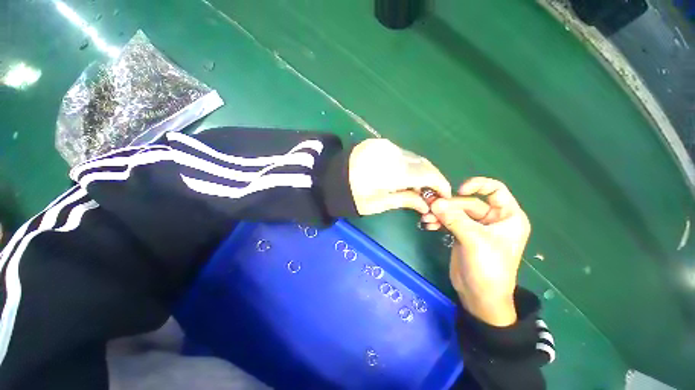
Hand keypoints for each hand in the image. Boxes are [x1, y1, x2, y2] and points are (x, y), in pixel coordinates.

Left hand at [349, 139, 451, 214]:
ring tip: (417, 186)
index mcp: (392, 171)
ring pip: (413, 157)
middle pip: (422, 163)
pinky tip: (404, 174)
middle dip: (431, 178)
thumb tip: (426, 205)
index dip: (440, 184)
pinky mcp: (379, 143)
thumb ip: (405, 200)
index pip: (426, 174)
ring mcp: (385, 145)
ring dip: (420, 170)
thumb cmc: (353, 196)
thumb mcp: (379, 203)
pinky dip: (408, 164)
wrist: (330, 179)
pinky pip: (401, 153)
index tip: (445, 195)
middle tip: (431, 192)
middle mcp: (392, 153)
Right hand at [428, 177, 530, 326]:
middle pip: (467, 203)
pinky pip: (449, 221)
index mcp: (507, 216)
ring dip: (440, 214)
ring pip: (455, 212)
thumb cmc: (489, 268)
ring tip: (426, 219)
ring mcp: (475, 227)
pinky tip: (428, 225)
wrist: (480, 296)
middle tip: (430, 210)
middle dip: (448, 206)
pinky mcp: (461, 234)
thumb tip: (435, 202)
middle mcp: (492, 219)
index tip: (459, 190)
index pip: (495, 190)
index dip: (478, 185)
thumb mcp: (474, 241)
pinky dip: (438, 221)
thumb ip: (454, 219)